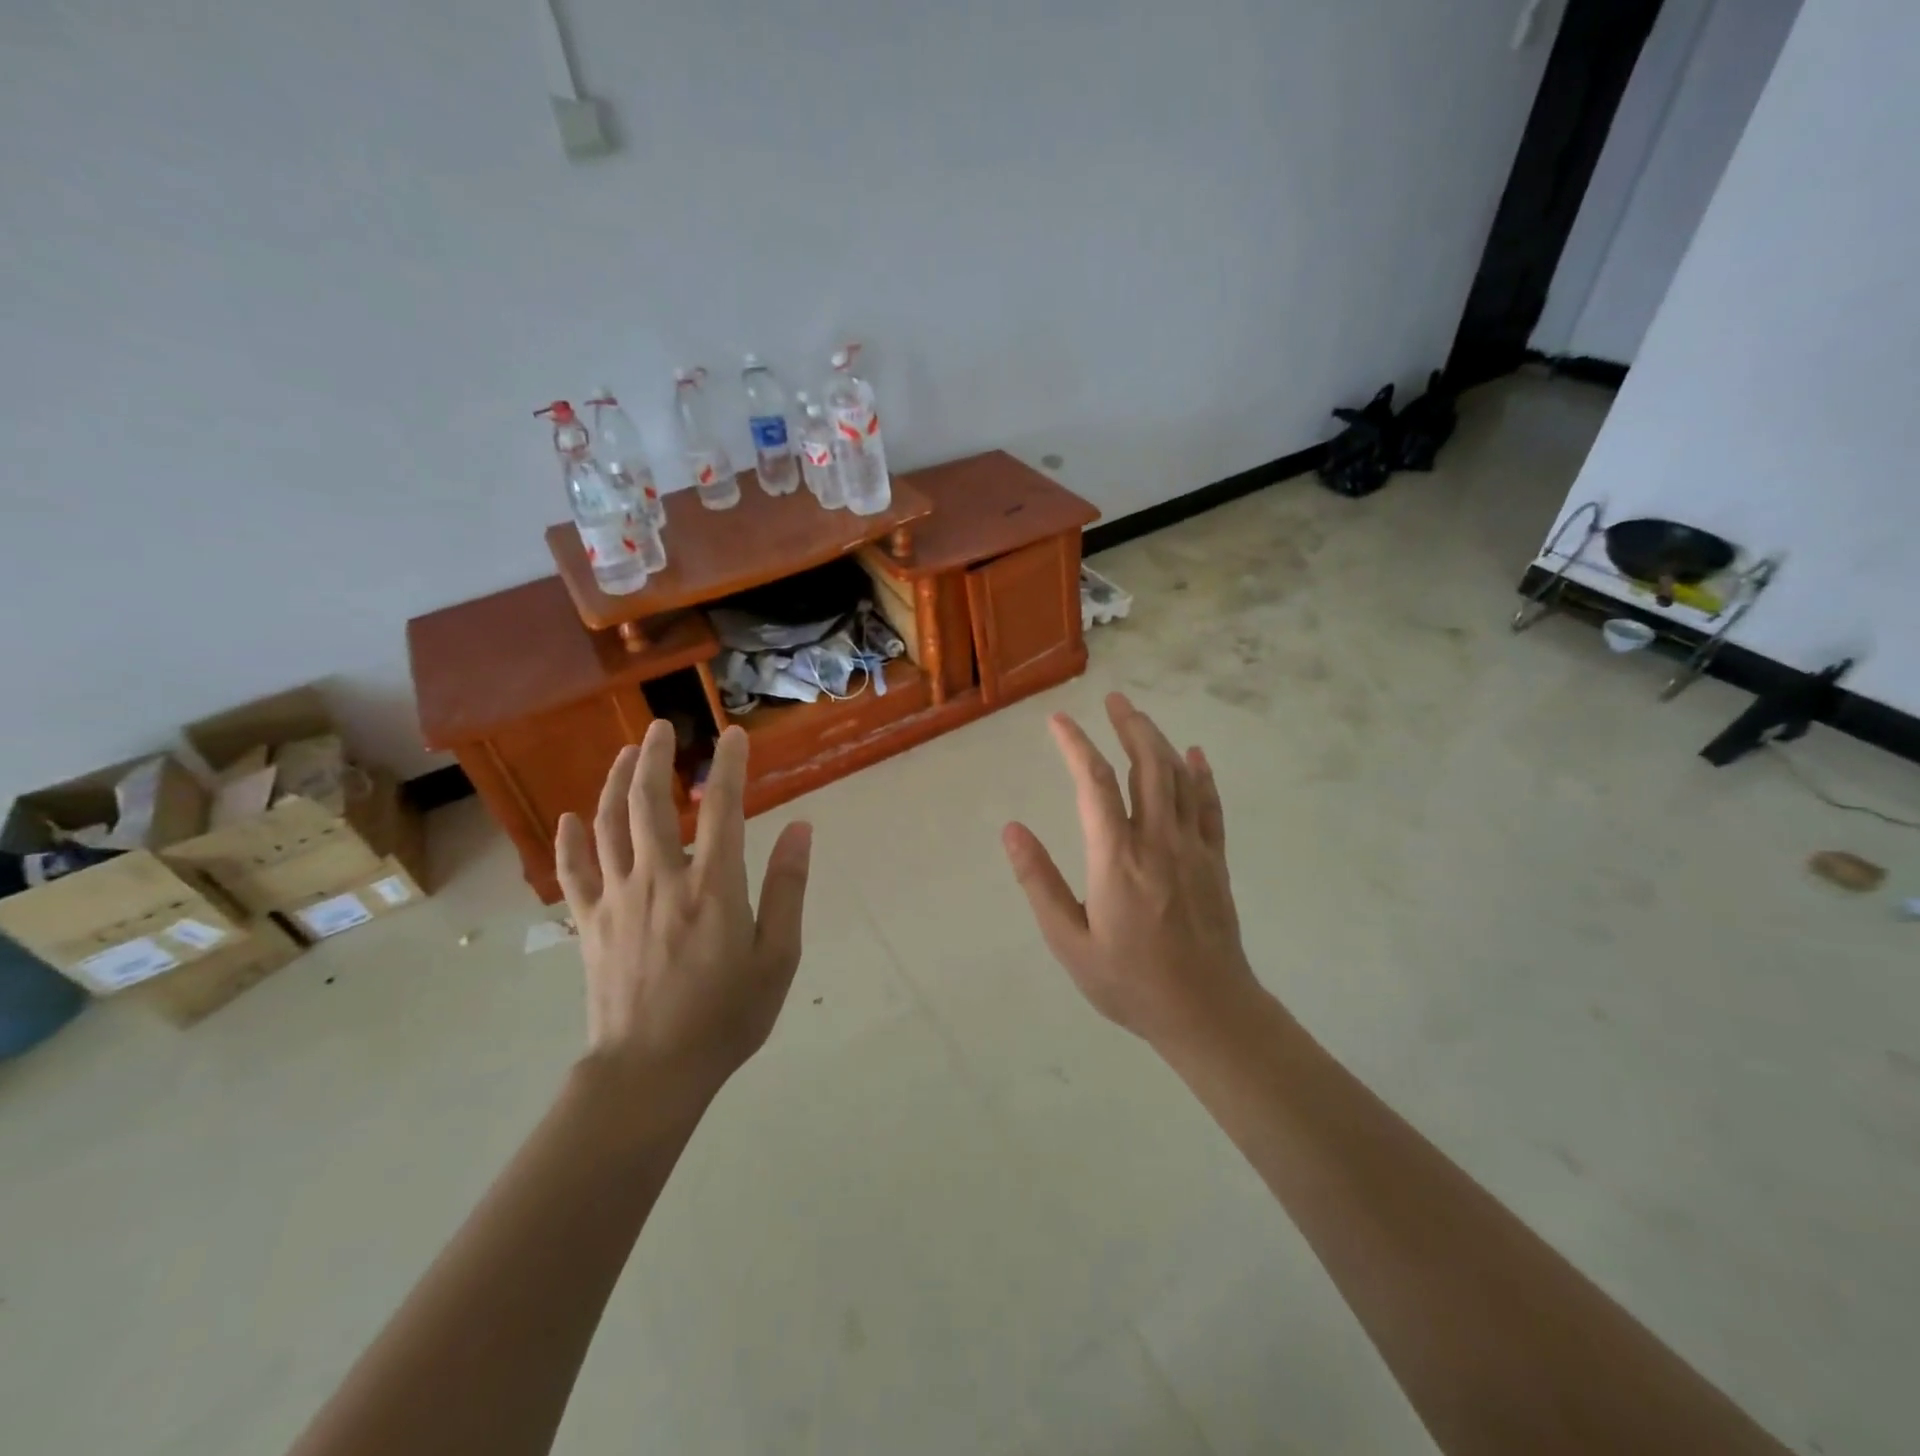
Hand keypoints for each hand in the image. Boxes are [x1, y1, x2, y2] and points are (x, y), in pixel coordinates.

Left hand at [555, 721, 811, 1100]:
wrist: (650, 1072)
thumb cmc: (725, 1016)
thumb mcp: (777, 957)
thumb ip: (788, 887)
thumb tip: (802, 828)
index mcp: (714, 885)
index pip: (723, 807)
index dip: (728, 765)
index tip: (731, 734)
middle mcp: (662, 877)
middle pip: (650, 801)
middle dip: (655, 756)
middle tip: (661, 726)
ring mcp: (618, 898)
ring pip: (609, 824)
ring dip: (615, 782)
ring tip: (625, 753)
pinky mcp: (590, 923)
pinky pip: (573, 871)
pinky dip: (570, 840)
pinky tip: (571, 817)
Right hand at [1003, 692, 1257, 1047]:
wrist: (1207, 1012)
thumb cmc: (1129, 982)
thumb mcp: (1069, 942)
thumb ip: (1039, 882)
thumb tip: (1011, 830)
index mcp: (1117, 859)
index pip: (1092, 784)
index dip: (1075, 745)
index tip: (1058, 721)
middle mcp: (1157, 841)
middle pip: (1146, 765)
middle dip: (1128, 726)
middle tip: (1112, 699)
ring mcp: (1193, 848)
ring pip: (1178, 778)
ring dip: (1158, 741)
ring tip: (1138, 717)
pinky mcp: (1215, 861)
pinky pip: (1209, 806)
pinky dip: (1201, 775)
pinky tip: (1194, 755)